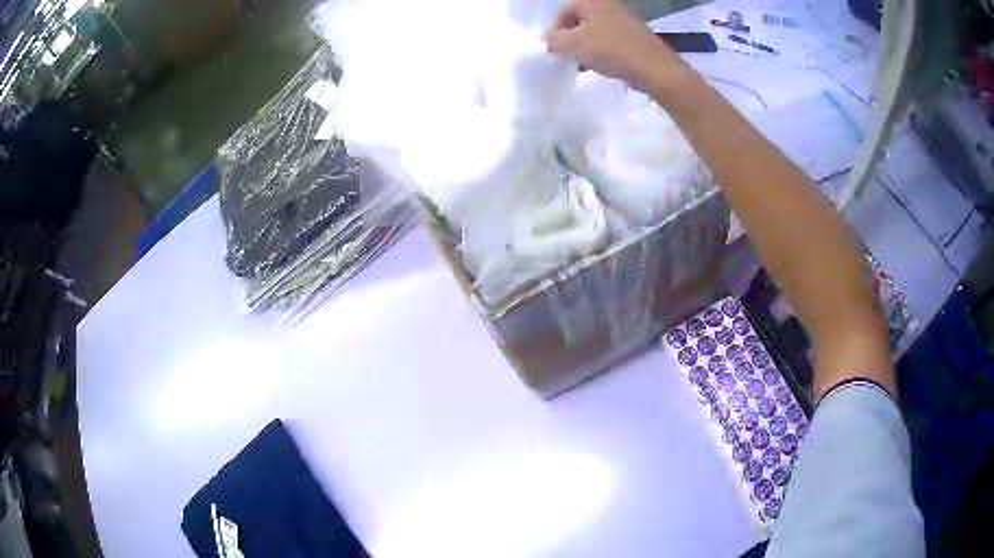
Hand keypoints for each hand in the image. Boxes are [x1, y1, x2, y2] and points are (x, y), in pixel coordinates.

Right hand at [544, 0, 678, 90]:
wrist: (656, 69)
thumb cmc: (611, 50)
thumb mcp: (573, 45)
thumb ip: (553, 40)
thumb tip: (545, 39)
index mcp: (592, 2)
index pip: (562, 11)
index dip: (554, 31)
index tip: (554, 51)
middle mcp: (609, 6)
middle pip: (579, 21)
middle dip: (570, 40)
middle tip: (567, 59)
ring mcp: (624, 21)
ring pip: (595, 33)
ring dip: (585, 48)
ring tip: (584, 66)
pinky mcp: (636, 37)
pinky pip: (611, 41)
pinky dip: (602, 52)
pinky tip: (603, 67)